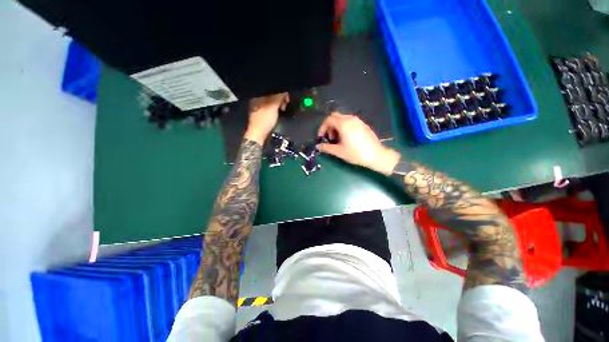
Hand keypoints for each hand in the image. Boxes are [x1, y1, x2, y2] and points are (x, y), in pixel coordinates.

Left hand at [244, 93, 289, 143]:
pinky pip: (270, 105)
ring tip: (283, 108)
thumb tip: (284, 89)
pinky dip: (275, 107)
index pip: (271, 89)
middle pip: (271, 94)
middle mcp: (257, 99)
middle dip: (280, 97)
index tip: (287, 97)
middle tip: (286, 103)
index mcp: (258, 95)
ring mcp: (259, 106)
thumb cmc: (265, 120)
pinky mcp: (261, 112)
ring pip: (271, 100)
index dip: (280, 91)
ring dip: (279, 103)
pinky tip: (279, 111)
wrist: (258, 134)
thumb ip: (278, 96)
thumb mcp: (273, 106)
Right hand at [317, 112, 400, 174]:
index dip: (322, 127)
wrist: (376, 155)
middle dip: (329, 126)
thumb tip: (318, 146)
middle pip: (335, 116)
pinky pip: (350, 121)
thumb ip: (326, 147)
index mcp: (343, 124)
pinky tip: (346, 138)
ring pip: (342, 118)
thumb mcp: (339, 151)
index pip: (328, 119)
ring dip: (336, 126)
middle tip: (329, 137)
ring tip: (337, 139)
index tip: (321, 137)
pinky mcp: (363, 124)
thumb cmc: (356, 153)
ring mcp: (358, 121)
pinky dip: (344, 126)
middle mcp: (350, 119)